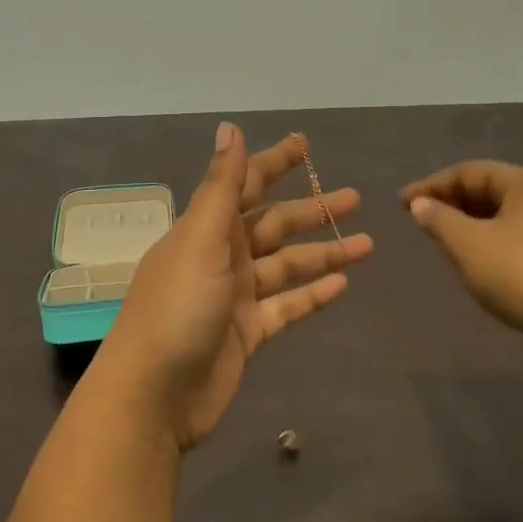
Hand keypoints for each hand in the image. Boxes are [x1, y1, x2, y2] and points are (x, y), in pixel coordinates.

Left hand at [92, 123, 373, 451]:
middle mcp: (221, 256)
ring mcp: (236, 295)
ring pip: (287, 265)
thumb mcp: (200, 239)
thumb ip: (221, 186)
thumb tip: (230, 127)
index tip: (304, 143)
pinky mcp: (248, 332)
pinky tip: (343, 284)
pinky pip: (287, 305)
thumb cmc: (176, 308)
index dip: (274, 161)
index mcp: (206, 228)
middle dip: (312, 210)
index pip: (245, 183)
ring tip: (368, 243)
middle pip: (274, 224)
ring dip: (323, 253)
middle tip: (356, 197)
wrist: (154, 394)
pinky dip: (313, 294)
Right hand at [401, 161, 522, 358]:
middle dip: (453, 203)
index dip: (431, 185)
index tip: (402, 204)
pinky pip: (521, 238)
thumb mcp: (467, 244)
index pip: (469, 171)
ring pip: (506, 216)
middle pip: (491, 189)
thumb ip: (439, 219)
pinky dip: (494, 242)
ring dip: (472, 224)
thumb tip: (421, 204)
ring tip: (446, 242)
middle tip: (423, 221)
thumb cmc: (521, 275)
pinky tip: (481, 263)